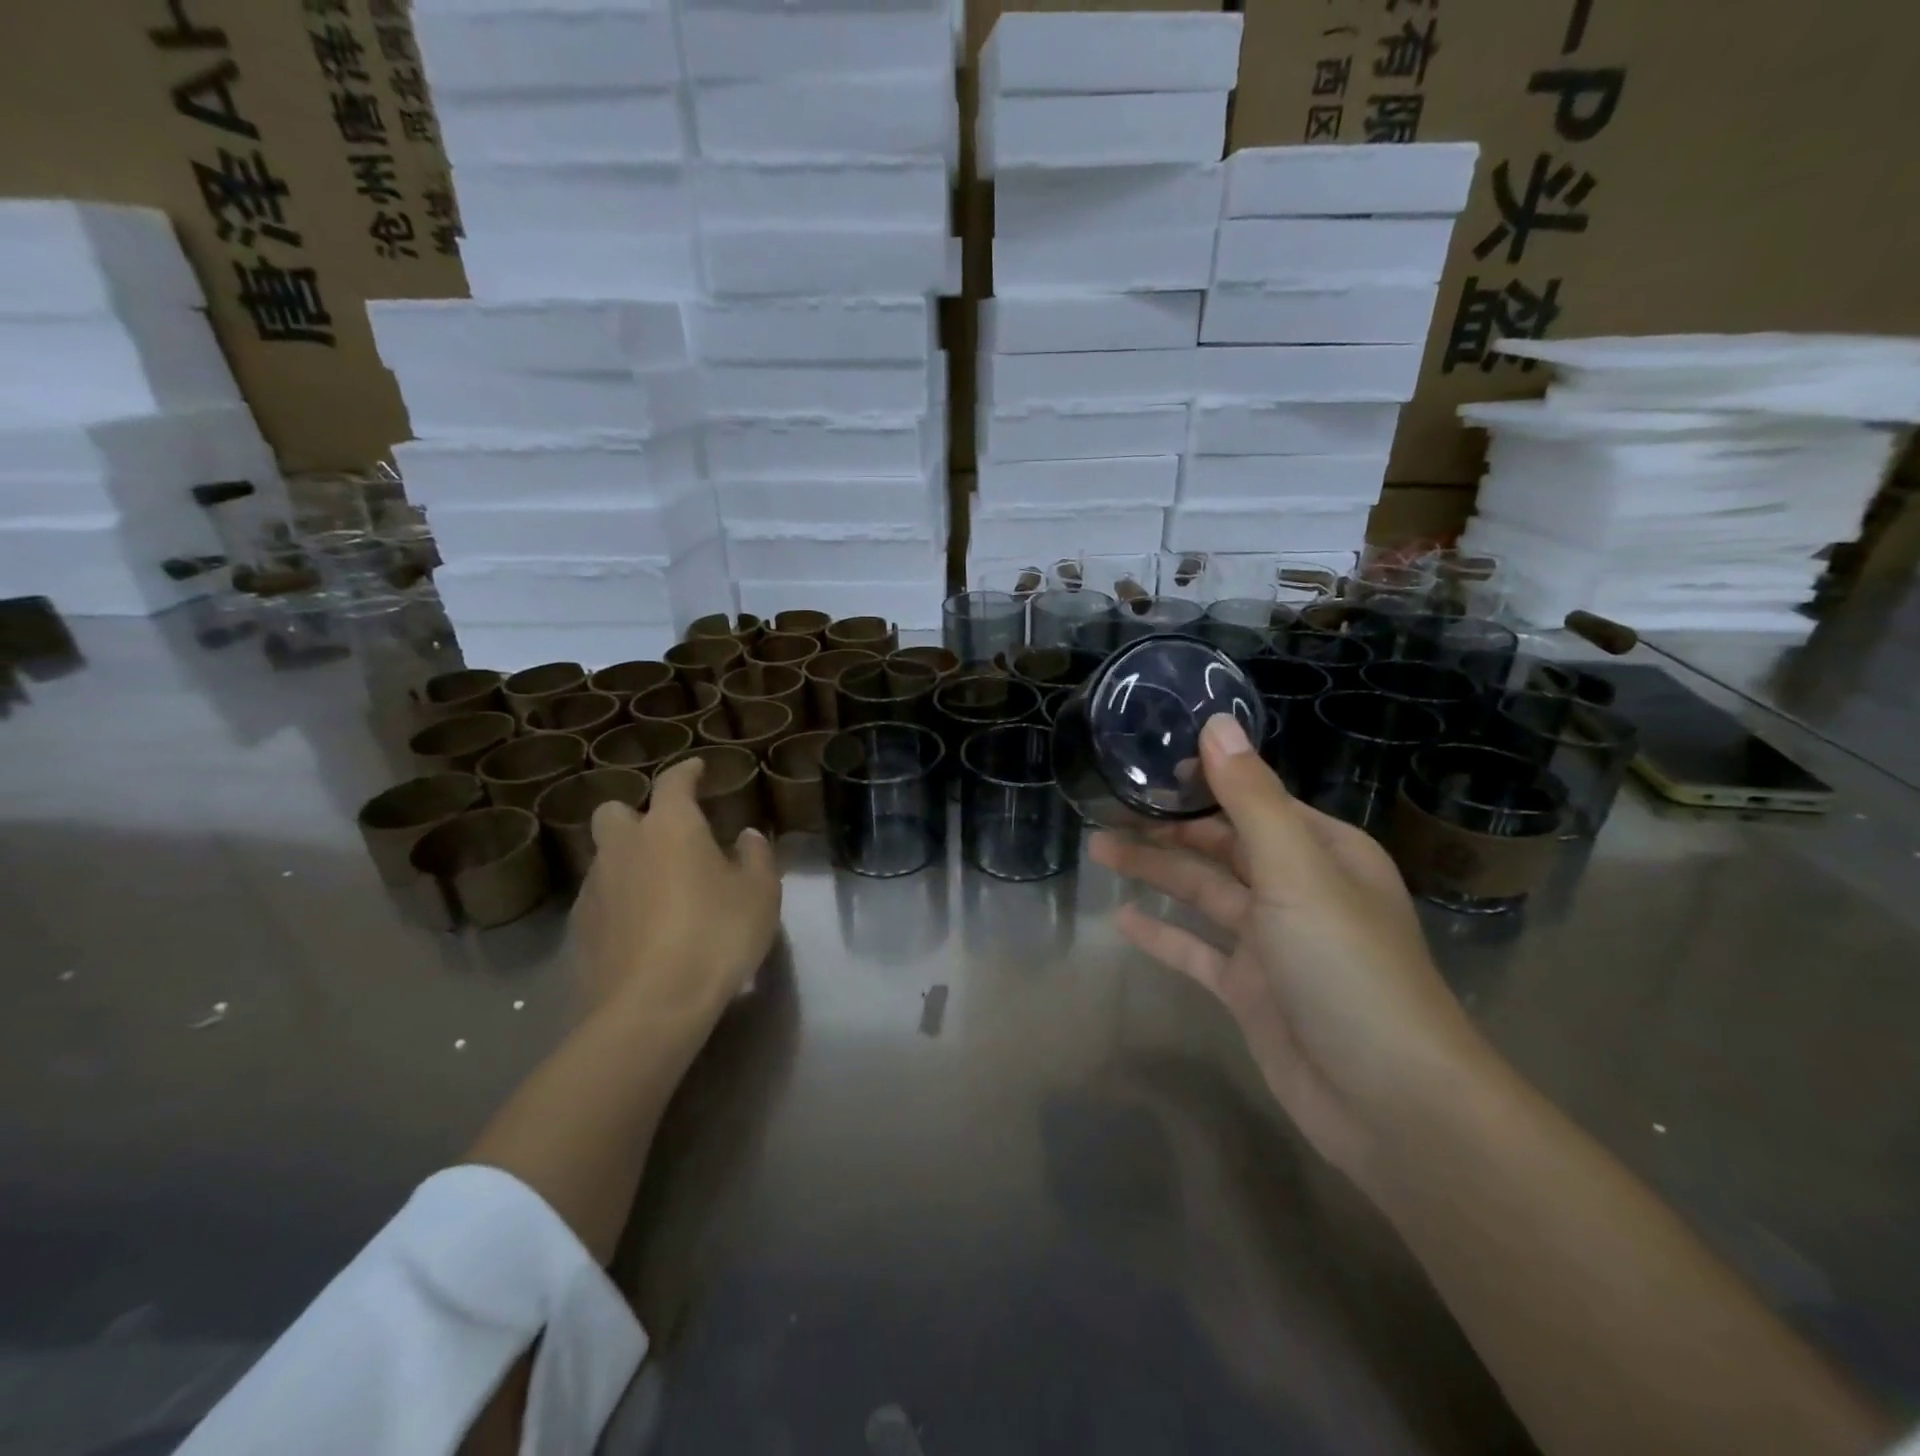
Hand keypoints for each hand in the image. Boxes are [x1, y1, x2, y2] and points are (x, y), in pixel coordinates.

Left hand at [572, 757, 781, 1034]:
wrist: (651, 1006)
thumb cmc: (716, 935)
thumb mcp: (759, 893)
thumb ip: (755, 856)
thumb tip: (745, 836)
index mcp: (670, 827)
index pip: (673, 781)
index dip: (687, 771)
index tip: (698, 768)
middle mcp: (624, 846)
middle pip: (615, 811)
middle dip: (636, 815)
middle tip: (666, 836)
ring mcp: (595, 887)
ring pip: (605, 856)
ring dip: (628, 860)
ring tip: (659, 887)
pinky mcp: (580, 928)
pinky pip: (599, 897)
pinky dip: (619, 899)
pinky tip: (642, 926)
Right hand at [1089, 715, 1492, 1180]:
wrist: (1389, 1102)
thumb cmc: (1347, 968)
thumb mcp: (1297, 871)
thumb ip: (1251, 798)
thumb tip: (1216, 723)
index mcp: (1322, 851)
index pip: (1254, 800)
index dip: (1202, 781)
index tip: (1146, 766)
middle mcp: (1298, 889)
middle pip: (1222, 845)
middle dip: (1168, 828)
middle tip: (1106, 809)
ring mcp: (1272, 942)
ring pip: (1204, 893)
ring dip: (1156, 871)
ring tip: (1099, 848)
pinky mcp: (1250, 989)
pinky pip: (1198, 950)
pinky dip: (1164, 934)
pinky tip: (1123, 919)